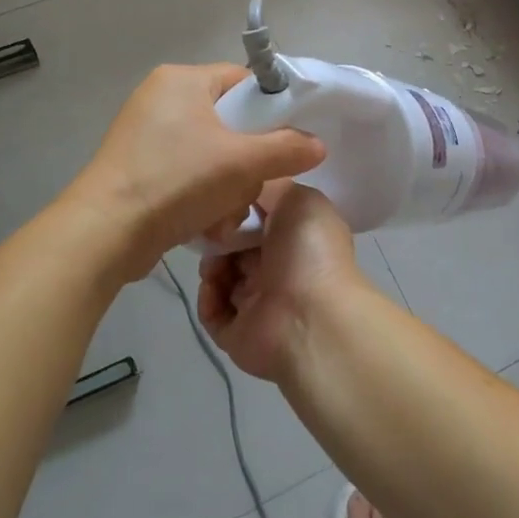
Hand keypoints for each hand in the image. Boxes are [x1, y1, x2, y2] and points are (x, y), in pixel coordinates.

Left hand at [68, 64, 324, 283]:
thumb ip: (287, 149)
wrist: (104, 233)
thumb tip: (318, 144)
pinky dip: (200, 196)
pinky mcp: (136, 166)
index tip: (285, 142)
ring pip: (210, 153)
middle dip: (245, 162)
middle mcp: (160, 98)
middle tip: (249, 186)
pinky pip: (185, 172)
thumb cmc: (176, 181)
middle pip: (229, 121)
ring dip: (226, 187)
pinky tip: (204, 224)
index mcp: (181, 79)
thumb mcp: (242, 163)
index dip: (270, 110)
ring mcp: (144, 133)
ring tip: (223, 215)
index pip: (242, 81)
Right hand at [197, 182, 363, 382]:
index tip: (222, 198)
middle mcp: (279, 269)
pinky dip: (208, 297)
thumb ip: (270, 184)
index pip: (260, 218)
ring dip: (211, 264)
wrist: (311, 318)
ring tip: (213, 261)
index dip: (240, 207)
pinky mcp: (238, 333)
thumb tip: (245, 186)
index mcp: (297, 237)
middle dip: (220, 235)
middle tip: (210, 230)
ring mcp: (259, 302)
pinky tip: (213, 286)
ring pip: (221, 276)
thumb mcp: (297, 198)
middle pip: (236, 245)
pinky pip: (212, 311)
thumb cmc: (308, 250)